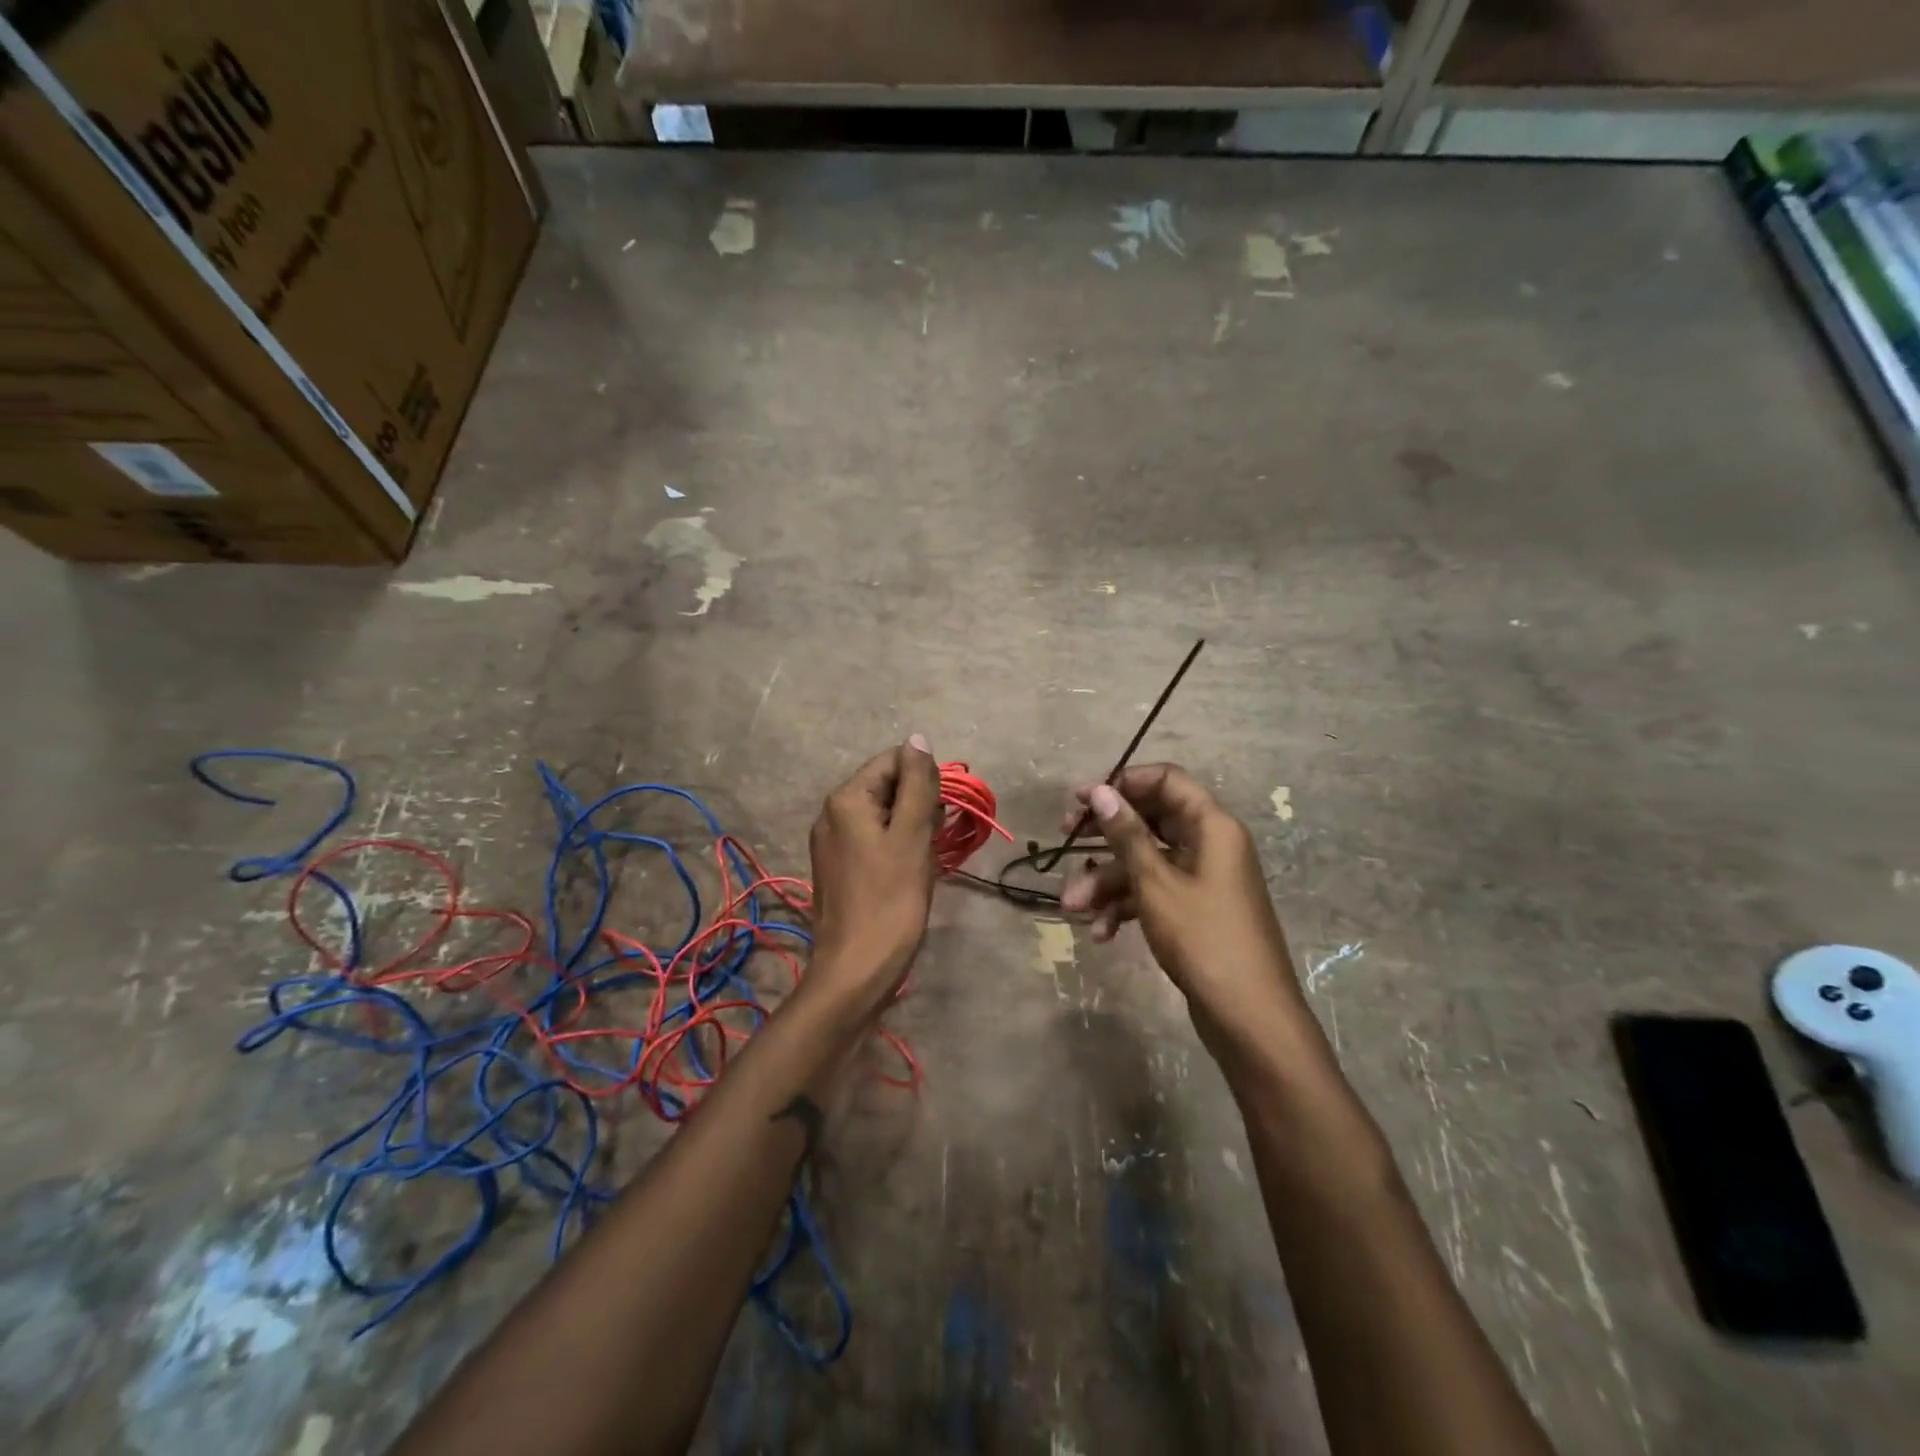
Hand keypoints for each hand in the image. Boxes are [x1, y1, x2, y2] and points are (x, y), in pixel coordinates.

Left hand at [806, 736, 940, 1014]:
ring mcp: (832, 843)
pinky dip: (897, 847)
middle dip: (918, 804)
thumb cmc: (890, 901)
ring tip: (925, 858)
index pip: (893, 761)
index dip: (924, 779)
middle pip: (886, 786)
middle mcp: (831, 813)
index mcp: (845, 799)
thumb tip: (918, 739)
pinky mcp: (839, 868)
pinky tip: (910, 872)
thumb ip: (917, 784)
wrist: (856, 971)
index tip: (942, 812)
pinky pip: (873, 840)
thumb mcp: (911, 836)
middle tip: (935, 839)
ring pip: (882, 815)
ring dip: (911, 827)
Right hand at [1060, 765, 1307, 1056]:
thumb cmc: (1203, 939)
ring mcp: (1203, 879)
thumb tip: (1101, 790)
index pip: (1166, 780)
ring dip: (1107, 881)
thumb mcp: (1156, 883)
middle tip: (1064, 837)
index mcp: (1211, 826)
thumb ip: (1126, 834)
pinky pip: (1154, 892)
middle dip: (1105, 837)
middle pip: (1150, 821)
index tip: (1084, 799)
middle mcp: (1210, 844)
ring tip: (1074, 908)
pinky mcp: (1195, 910)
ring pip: (1146, 862)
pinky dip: (1127, 906)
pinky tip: (1101, 933)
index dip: (1124, 783)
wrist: (1249, 1018)